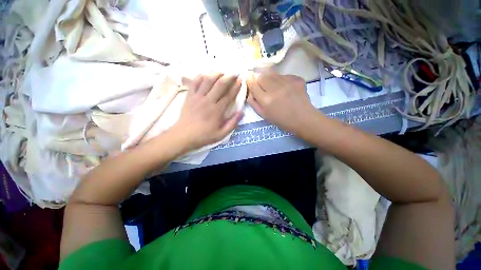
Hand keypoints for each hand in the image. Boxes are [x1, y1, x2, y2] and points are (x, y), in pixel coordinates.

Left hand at [172, 73, 243, 150]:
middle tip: (235, 73)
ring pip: (208, 80)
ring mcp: (198, 97)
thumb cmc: (204, 135)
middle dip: (229, 77)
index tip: (241, 81)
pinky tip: (206, 75)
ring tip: (222, 72)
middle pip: (220, 85)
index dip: (236, 87)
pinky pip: (195, 82)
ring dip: (216, 74)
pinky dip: (201, 76)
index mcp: (217, 110)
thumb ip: (233, 123)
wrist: (184, 135)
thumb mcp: (222, 134)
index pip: (229, 95)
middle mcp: (208, 101)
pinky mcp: (189, 96)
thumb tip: (242, 112)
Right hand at [247, 72, 317, 133]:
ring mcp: (287, 82)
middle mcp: (276, 88)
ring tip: (273, 86)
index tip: (248, 76)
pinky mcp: (296, 78)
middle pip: (261, 75)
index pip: (253, 83)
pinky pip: (283, 75)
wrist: (303, 118)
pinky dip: (280, 80)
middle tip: (261, 84)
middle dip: (258, 77)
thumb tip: (249, 90)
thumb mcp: (263, 115)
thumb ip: (253, 102)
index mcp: (266, 100)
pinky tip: (284, 88)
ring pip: (272, 73)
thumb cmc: (281, 120)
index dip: (249, 79)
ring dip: (269, 78)